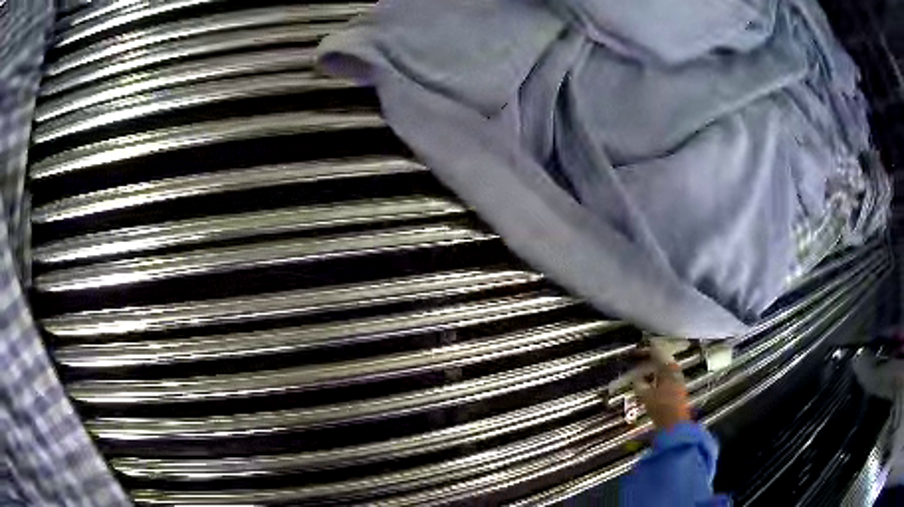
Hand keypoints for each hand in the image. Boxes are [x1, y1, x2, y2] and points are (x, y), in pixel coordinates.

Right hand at [632, 347, 690, 429]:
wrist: (674, 423)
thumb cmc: (660, 406)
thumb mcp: (645, 395)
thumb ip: (639, 384)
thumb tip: (635, 378)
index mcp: (669, 367)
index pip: (657, 352)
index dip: (646, 350)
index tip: (637, 350)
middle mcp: (675, 371)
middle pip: (662, 361)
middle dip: (649, 360)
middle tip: (638, 361)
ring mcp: (678, 381)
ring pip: (664, 370)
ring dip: (653, 370)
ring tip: (641, 373)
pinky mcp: (677, 390)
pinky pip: (666, 378)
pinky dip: (657, 378)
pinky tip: (650, 384)